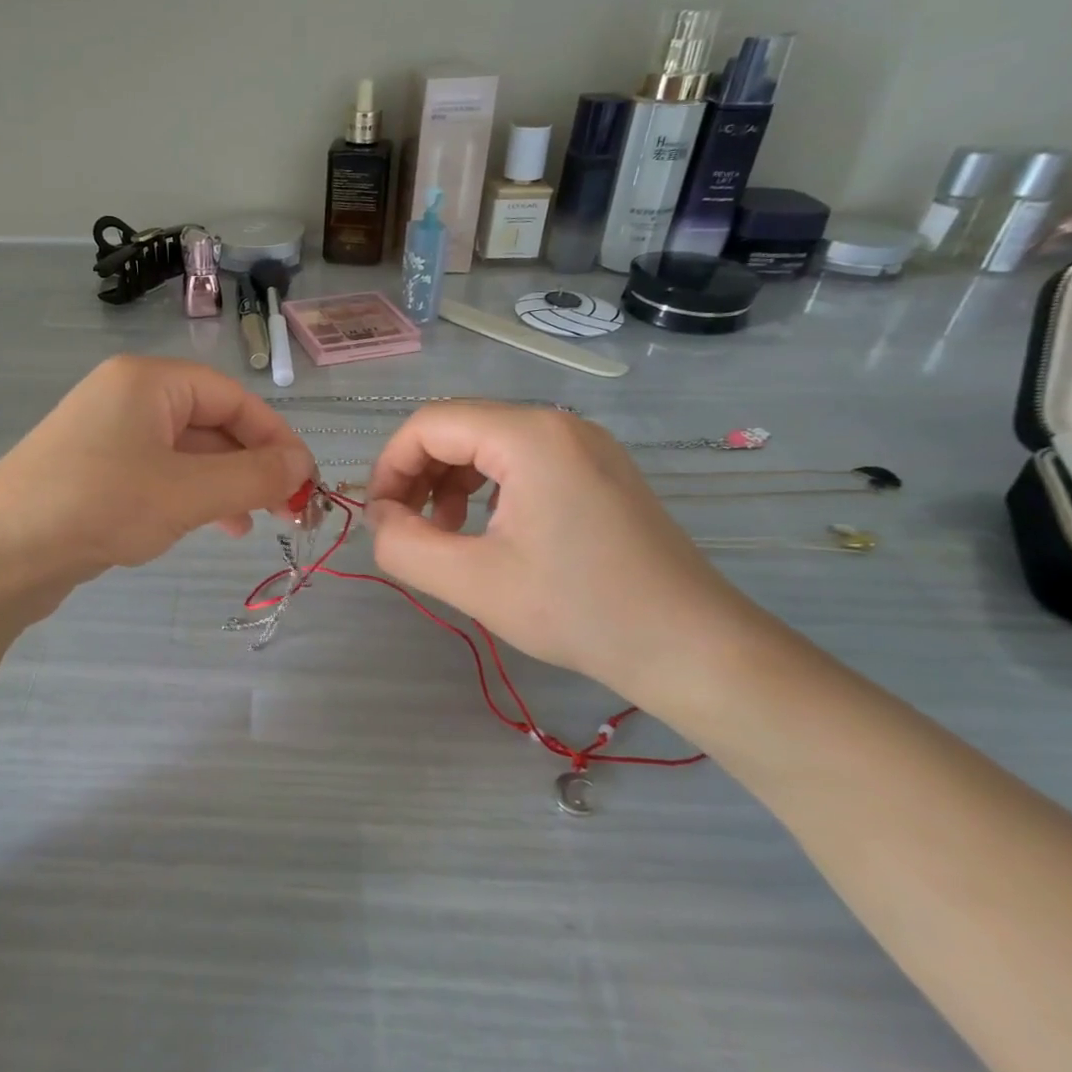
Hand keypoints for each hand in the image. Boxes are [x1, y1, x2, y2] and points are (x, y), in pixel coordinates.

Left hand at [0, 356, 315, 598]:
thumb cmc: (99, 506)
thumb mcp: (187, 492)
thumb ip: (252, 477)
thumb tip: (301, 466)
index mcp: (148, 381)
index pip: (232, 397)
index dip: (275, 438)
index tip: (304, 482)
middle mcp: (127, 397)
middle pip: (210, 423)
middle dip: (251, 466)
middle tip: (285, 510)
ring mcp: (106, 435)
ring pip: (186, 453)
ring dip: (224, 485)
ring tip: (250, 524)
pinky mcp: (94, 472)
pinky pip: (158, 474)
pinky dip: (189, 496)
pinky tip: (207, 526)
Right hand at [364, 403, 756, 699]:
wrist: (693, 647)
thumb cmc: (579, 610)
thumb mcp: (473, 582)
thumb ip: (404, 545)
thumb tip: (379, 520)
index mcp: (528, 436)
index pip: (429, 424)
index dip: (390, 466)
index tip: (378, 518)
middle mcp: (558, 424)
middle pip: (458, 428)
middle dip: (418, 474)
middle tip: (406, 528)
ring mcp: (585, 445)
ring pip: (489, 443)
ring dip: (450, 481)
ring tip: (445, 533)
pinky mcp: (599, 470)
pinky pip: (523, 461)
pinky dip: (488, 487)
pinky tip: (489, 531)